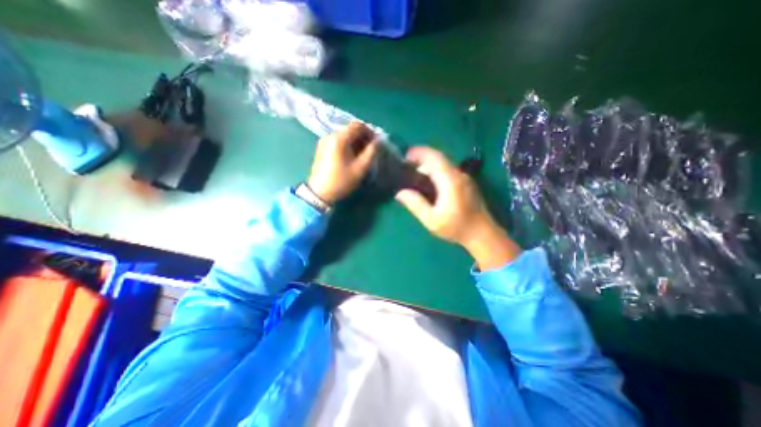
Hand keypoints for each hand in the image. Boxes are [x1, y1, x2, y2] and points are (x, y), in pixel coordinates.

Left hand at [307, 121, 378, 204]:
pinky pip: (338, 141)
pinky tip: (351, 157)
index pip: (358, 125)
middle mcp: (330, 135)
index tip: (376, 143)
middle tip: (370, 150)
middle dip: (363, 137)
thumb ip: (371, 152)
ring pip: (344, 135)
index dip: (370, 131)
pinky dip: (347, 145)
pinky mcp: (322, 148)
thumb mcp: (360, 168)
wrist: (320, 193)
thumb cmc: (342, 181)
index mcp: (339, 138)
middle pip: (350, 129)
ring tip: (362, 155)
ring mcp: (324, 141)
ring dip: (355, 142)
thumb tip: (378, 140)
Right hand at [392, 146, 523, 266]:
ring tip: (414, 174)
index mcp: (450, 181)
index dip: (418, 152)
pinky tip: (429, 183)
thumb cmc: (457, 227)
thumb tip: (400, 193)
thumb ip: (416, 204)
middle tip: (406, 166)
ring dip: (428, 165)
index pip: (434, 157)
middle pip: (438, 158)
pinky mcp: (466, 183)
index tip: (405, 156)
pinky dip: (435, 171)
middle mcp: (459, 174)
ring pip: (444, 163)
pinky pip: (448, 170)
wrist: (482, 233)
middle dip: (421, 157)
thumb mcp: (432, 220)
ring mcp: (464, 178)